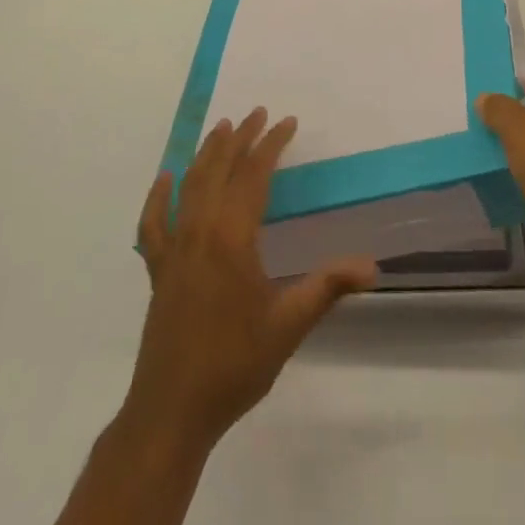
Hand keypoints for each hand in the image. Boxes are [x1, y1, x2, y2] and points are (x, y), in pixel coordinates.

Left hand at [127, 108, 376, 450]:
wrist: (172, 411)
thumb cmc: (235, 365)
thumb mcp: (289, 325)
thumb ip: (328, 287)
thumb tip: (372, 266)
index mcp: (232, 238)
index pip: (253, 176)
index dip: (271, 145)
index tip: (286, 122)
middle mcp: (200, 231)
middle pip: (219, 170)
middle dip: (240, 138)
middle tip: (257, 113)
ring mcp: (174, 249)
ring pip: (190, 187)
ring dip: (206, 155)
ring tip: (221, 129)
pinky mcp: (157, 269)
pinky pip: (153, 224)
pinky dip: (158, 198)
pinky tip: (165, 180)